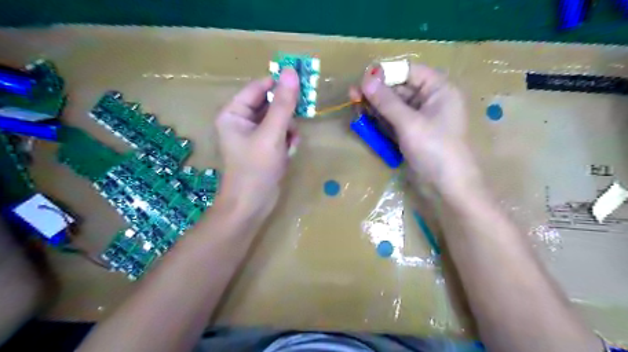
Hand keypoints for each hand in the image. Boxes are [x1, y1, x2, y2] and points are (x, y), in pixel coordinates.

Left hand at [215, 69, 299, 220]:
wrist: (252, 205)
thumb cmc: (256, 168)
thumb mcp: (272, 133)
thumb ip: (284, 104)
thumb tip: (291, 72)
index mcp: (233, 113)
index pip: (259, 88)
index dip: (279, 85)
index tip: (302, 83)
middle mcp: (241, 121)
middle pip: (270, 104)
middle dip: (286, 115)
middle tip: (298, 120)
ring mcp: (254, 135)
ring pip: (279, 120)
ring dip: (289, 130)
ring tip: (289, 144)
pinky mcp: (264, 147)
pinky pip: (281, 134)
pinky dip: (288, 141)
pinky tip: (288, 153)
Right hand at [352, 64, 479, 194]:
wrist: (447, 187)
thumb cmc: (435, 150)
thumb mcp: (409, 123)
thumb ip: (387, 101)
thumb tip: (366, 79)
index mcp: (439, 89)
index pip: (409, 71)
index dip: (386, 73)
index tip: (364, 79)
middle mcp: (429, 100)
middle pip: (399, 89)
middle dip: (377, 92)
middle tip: (353, 95)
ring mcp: (419, 119)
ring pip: (393, 106)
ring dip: (375, 107)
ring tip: (355, 106)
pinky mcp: (410, 134)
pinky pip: (393, 121)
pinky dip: (379, 120)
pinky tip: (365, 119)